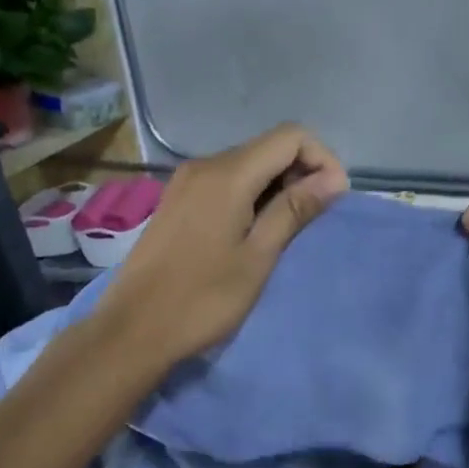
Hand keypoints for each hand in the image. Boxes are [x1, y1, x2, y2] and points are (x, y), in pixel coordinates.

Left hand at [91, 124, 348, 367]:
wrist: (133, 330)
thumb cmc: (203, 298)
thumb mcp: (258, 256)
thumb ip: (294, 210)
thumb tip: (334, 179)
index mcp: (227, 175)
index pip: (291, 137)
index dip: (322, 159)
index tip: (332, 200)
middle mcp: (205, 166)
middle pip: (269, 147)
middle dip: (302, 173)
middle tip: (313, 220)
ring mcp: (187, 182)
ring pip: (248, 165)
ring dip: (278, 187)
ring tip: (287, 231)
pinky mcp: (178, 201)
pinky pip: (226, 182)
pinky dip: (252, 195)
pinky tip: (253, 232)